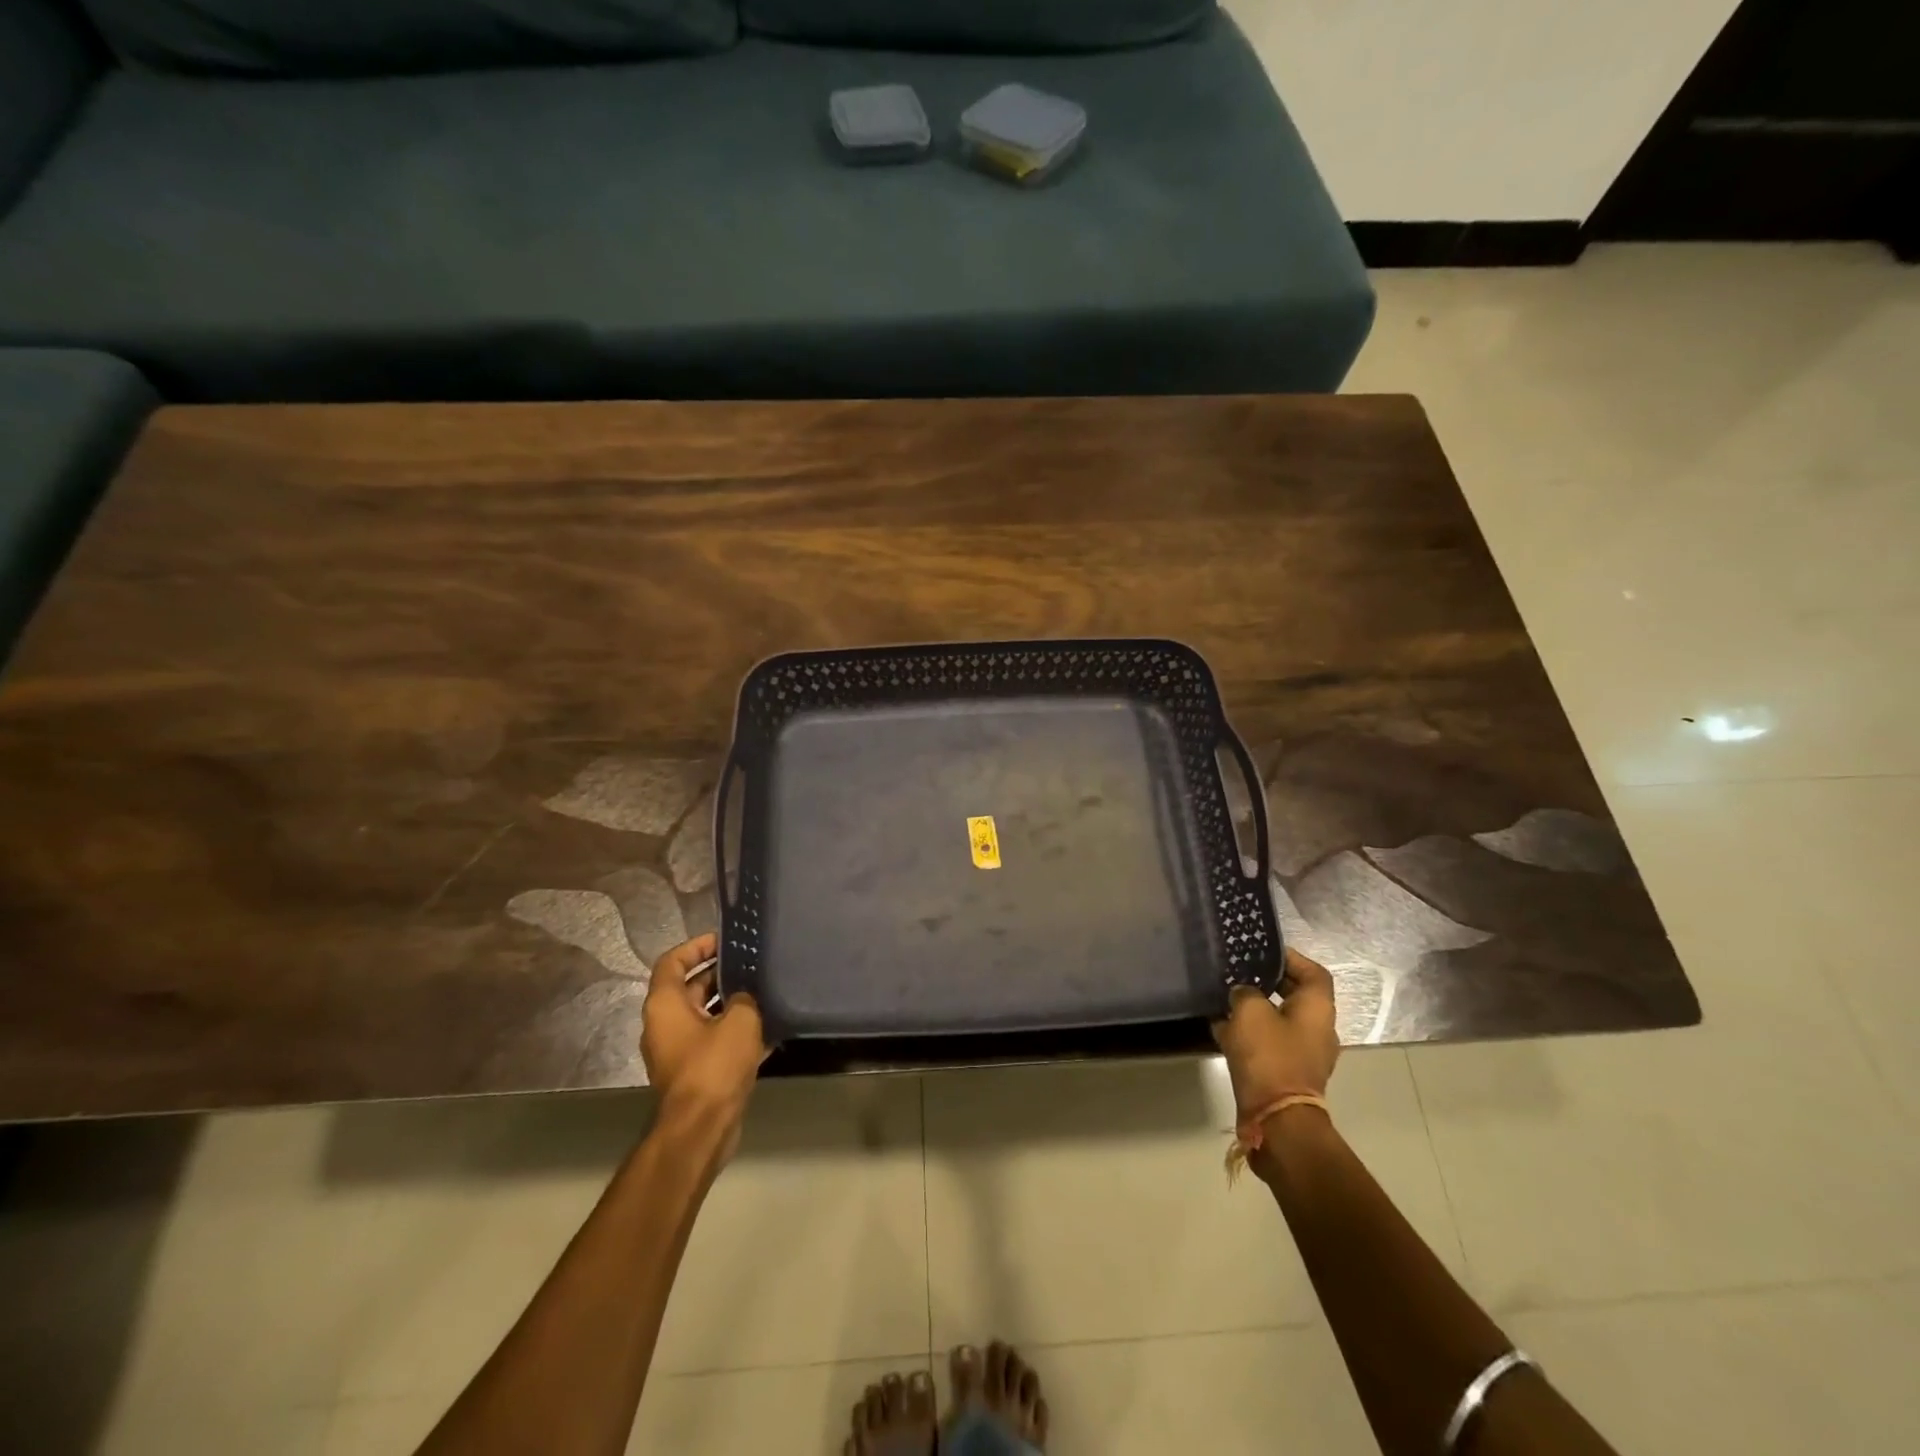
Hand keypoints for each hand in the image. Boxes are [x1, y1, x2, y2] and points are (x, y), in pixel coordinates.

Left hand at [641, 934, 766, 1160]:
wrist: (702, 1128)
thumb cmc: (714, 1065)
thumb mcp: (739, 1020)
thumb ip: (743, 998)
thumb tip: (743, 997)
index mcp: (664, 1005)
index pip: (672, 962)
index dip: (697, 946)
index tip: (725, 940)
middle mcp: (665, 1025)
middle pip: (690, 988)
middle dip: (721, 974)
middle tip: (753, 964)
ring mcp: (678, 1051)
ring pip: (706, 1016)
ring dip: (732, 1004)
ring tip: (765, 992)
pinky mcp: (694, 1072)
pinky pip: (714, 1041)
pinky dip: (735, 1032)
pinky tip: (768, 1030)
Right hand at [1211, 947, 1339, 1122]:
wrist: (1276, 1119)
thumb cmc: (1269, 1056)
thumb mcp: (1250, 1011)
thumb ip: (1245, 992)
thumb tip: (1242, 993)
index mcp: (1318, 1009)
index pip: (1313, 972)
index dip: (1291, 958)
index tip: (1262, 952)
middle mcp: (1317, 1029)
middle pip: (1295, 995)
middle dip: (1266, 982)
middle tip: (1238, 971)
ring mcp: (1303, 1054)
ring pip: (1278, 1020)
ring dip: (1255, 1009)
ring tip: (1224, 998)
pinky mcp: (1286, 1073)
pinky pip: (1268, 1043)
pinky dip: (1249, 1034)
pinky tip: (1221, 1028)